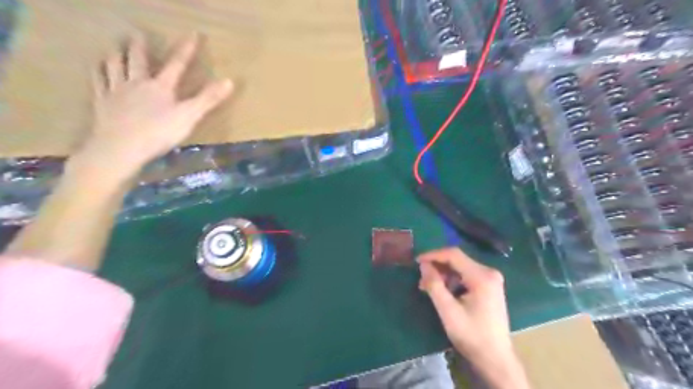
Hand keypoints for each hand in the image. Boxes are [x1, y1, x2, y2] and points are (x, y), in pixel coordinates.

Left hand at [79, 34, 231, 175]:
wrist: (121, 147)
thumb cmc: (159, 132)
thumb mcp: (190, 116)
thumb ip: (208, 99)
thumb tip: (229, 81)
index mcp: (161, 87)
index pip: (177, 64)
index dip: (186, 50)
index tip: (193, 35)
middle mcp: (137, 83)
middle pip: (138, 60)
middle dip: (140, 47)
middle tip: (138, 35)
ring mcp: (117, 91)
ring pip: (114, 66)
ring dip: (116, 55)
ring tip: (115, 47)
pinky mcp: (102, 102)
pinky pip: (98, 81)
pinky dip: (98, 71)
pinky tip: (97, 68)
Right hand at [420, 248, 528, 387]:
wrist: (496, 359)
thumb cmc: (472, 335)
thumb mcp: (448, 311)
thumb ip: (434, 285)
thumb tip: (424, 265)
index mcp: (482, 276)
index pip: (453, 255)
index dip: (433, 255)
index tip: (416, 261)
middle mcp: (489, 272)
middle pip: (457, 260)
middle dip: (437, 267)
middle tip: (422, 280)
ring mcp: (491, 279)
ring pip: (460, 267)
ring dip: (443, 275)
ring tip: (429, 288)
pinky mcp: (489, 287)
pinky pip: (466, 275)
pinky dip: (452, 280)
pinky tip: (443, 292)